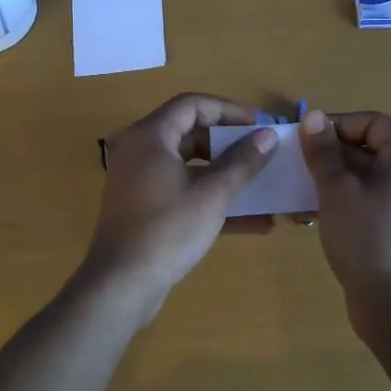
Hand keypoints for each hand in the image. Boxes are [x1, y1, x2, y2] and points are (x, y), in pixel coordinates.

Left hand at [82, 94, 276, 313]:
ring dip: (227, 175)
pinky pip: (185, 193)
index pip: (193, 105)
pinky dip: (213, 200)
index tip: (259, 125)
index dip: (229, 110)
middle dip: (230, 144)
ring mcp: (142, 181)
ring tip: (264, 184)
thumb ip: (242, 162)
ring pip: (191, 167)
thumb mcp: (212, 194)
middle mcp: (142, 151)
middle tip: (262, 152)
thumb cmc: (167, 229)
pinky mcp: (147, 209)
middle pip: (191, 133)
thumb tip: (268, 136)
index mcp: (151, 136)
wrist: (122, 285)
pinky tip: (255, 222)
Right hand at [298, 109, 390, 330]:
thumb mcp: (337, 190)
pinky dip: (338, 200)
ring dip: (328, 179)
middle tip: (293, 165)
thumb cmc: (366, 238)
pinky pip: (363, 200)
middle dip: (328, 154)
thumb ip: (323, 152)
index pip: (371, 122)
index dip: (337, 124)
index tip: (305, 139)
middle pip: (366, 148)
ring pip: (360, 176)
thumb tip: (314, 116)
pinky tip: (308, 215)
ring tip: (296, 191)